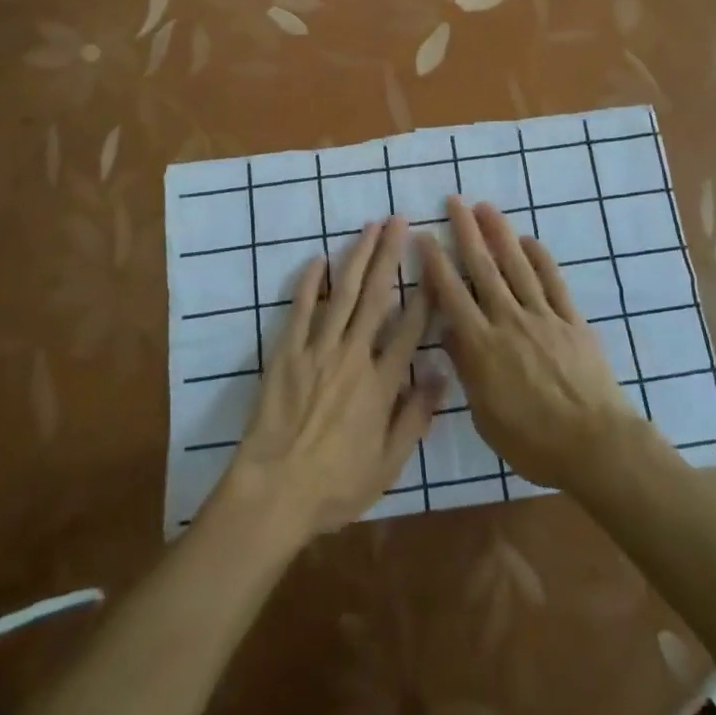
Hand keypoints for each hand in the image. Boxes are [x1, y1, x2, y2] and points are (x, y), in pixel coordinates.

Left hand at [211, 218, 441, 545]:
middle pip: (376, 295)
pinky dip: (309, 283)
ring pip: (342, 293)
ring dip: (357, 256)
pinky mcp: (286, 353)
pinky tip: (318, 258)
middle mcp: (353, 356)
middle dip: (389, 254)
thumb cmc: (335, 486)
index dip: (425, 292)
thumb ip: (416, 417)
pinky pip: (300, 310)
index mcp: (381, 383)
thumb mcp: (388, 464)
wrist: (273, 494)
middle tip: (399, 221)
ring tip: (370, 227)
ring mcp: (317, 350)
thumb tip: (441, 373)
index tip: (434, 261)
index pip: (410, 327)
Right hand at [420, 197, 655, 493]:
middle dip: (467, 232)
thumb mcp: (486, 417)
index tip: (424, 236)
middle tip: (455, 202)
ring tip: (487, 208)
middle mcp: (509, 320)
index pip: (452, 295)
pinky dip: (540, 258)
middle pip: (484, 268)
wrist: (595, 445)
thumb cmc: (533, 442)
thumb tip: (451, 334)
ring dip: (500, 233)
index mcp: (483, 346)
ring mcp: (543, 316)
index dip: (436, 263)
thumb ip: (467, 370)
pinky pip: (553, 281)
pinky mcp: (572, 320)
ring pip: (517, 265)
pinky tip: (529, 241)